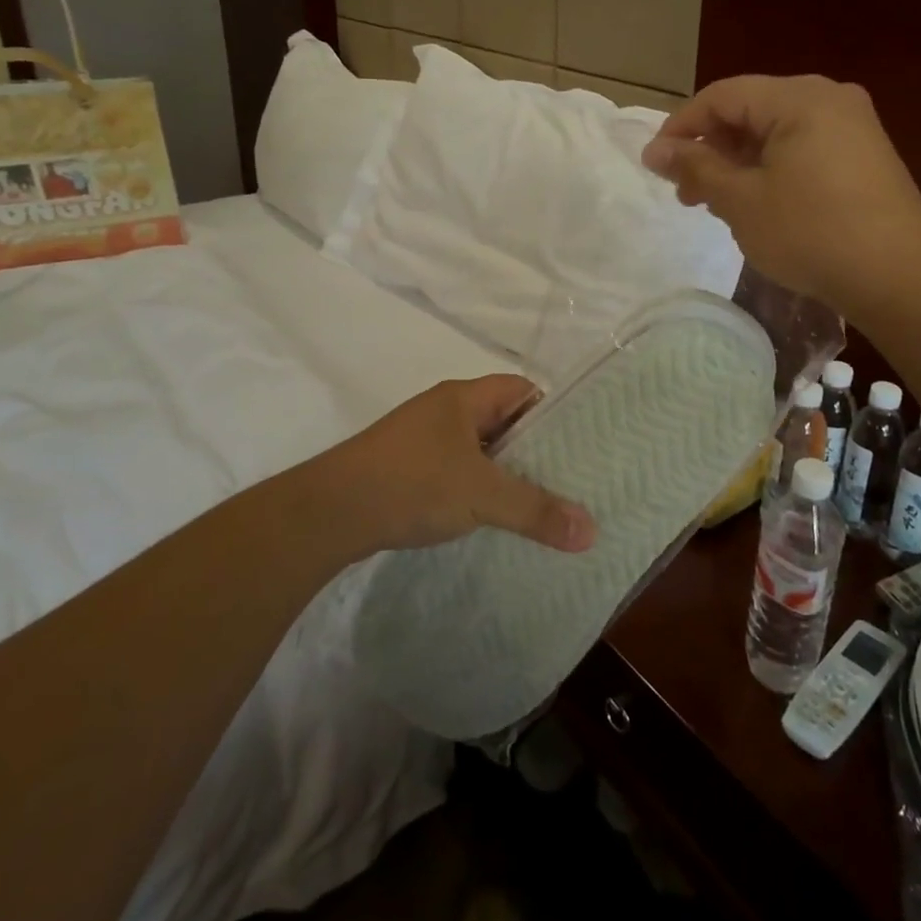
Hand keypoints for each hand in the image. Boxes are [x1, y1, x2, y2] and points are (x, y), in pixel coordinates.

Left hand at [324, 376, 596, 559]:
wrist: (328, 512)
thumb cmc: (411, 484)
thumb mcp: (482, 496)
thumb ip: (536, 510)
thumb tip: (592, 531)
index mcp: (463, 397)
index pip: (522, 389)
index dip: (552, 411)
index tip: (579, 443)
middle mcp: (444, 410)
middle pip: (503, 419)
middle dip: (533, 447)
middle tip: (568, 478)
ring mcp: (421, 439)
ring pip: (478, 448)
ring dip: (503, 470)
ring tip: (536, 501)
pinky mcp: (405, 468)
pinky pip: (454, 469)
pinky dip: (475, 486)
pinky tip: (486, 515)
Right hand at [641, 74, 920, 314]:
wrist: (900, 277)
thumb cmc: (811, 232)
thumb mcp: (741, 200)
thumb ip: (696, 167)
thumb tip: (654, 150)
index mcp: (799, 97)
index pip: (722, 96)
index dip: (681, 127)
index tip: (655, 165)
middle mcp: (829, 98)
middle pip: (749, 111)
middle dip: (710, 150)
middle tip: (686, 194)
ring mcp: (853, 127)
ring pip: (775, 133)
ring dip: (737, 164)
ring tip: (716, 205)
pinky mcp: (864, 156)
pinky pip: (802, 149)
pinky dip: (769, 171)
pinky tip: (757, 205)